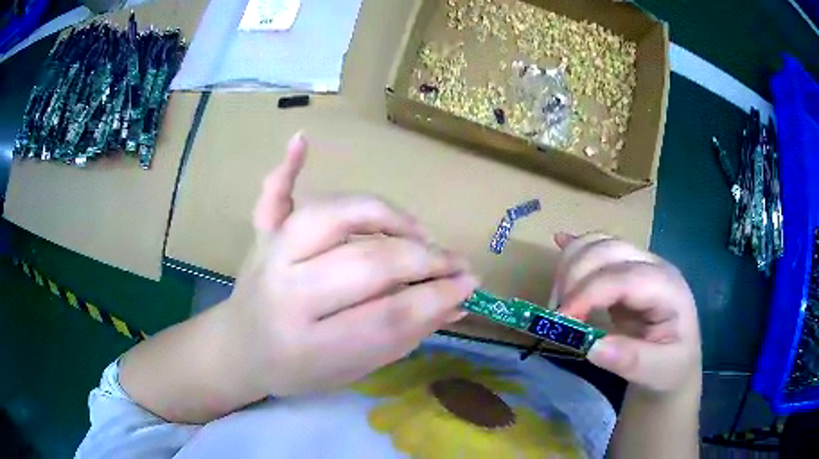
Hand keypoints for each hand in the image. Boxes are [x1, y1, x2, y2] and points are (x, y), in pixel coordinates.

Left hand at [223, 132, 477, 396]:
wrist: (240, 350)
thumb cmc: (298, 371)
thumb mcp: (352, 371)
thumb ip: (403, 338)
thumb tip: (458, 304)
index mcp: (309, 344)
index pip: (388, 316)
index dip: (436, 298)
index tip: (469, 284)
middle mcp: (286, 293)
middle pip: (366, 263)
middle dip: (423, 260)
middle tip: (453, 263)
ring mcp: (269, 256)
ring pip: (333, 217)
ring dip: (385, 216)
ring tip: (416, 231)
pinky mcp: (261, 236)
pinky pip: (272, 197)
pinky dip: (288, 168)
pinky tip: (302, 140)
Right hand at [551, 233, 700, 391]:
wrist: (676, 362)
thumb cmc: (671, 367)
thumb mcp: (659, 371)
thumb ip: (630, 360)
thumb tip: (591, 347)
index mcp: (668, 288)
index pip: (625, 277)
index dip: (589, 293)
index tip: (561, 320)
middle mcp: (653, 265)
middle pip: (608, 250)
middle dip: (574, 277)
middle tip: (556, 317)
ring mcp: (638, 263)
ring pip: (597, 243)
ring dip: (569, 266)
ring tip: (559, 304)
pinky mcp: (622, 268)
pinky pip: (595, 247)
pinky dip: (575, 249)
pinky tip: (558, 243)